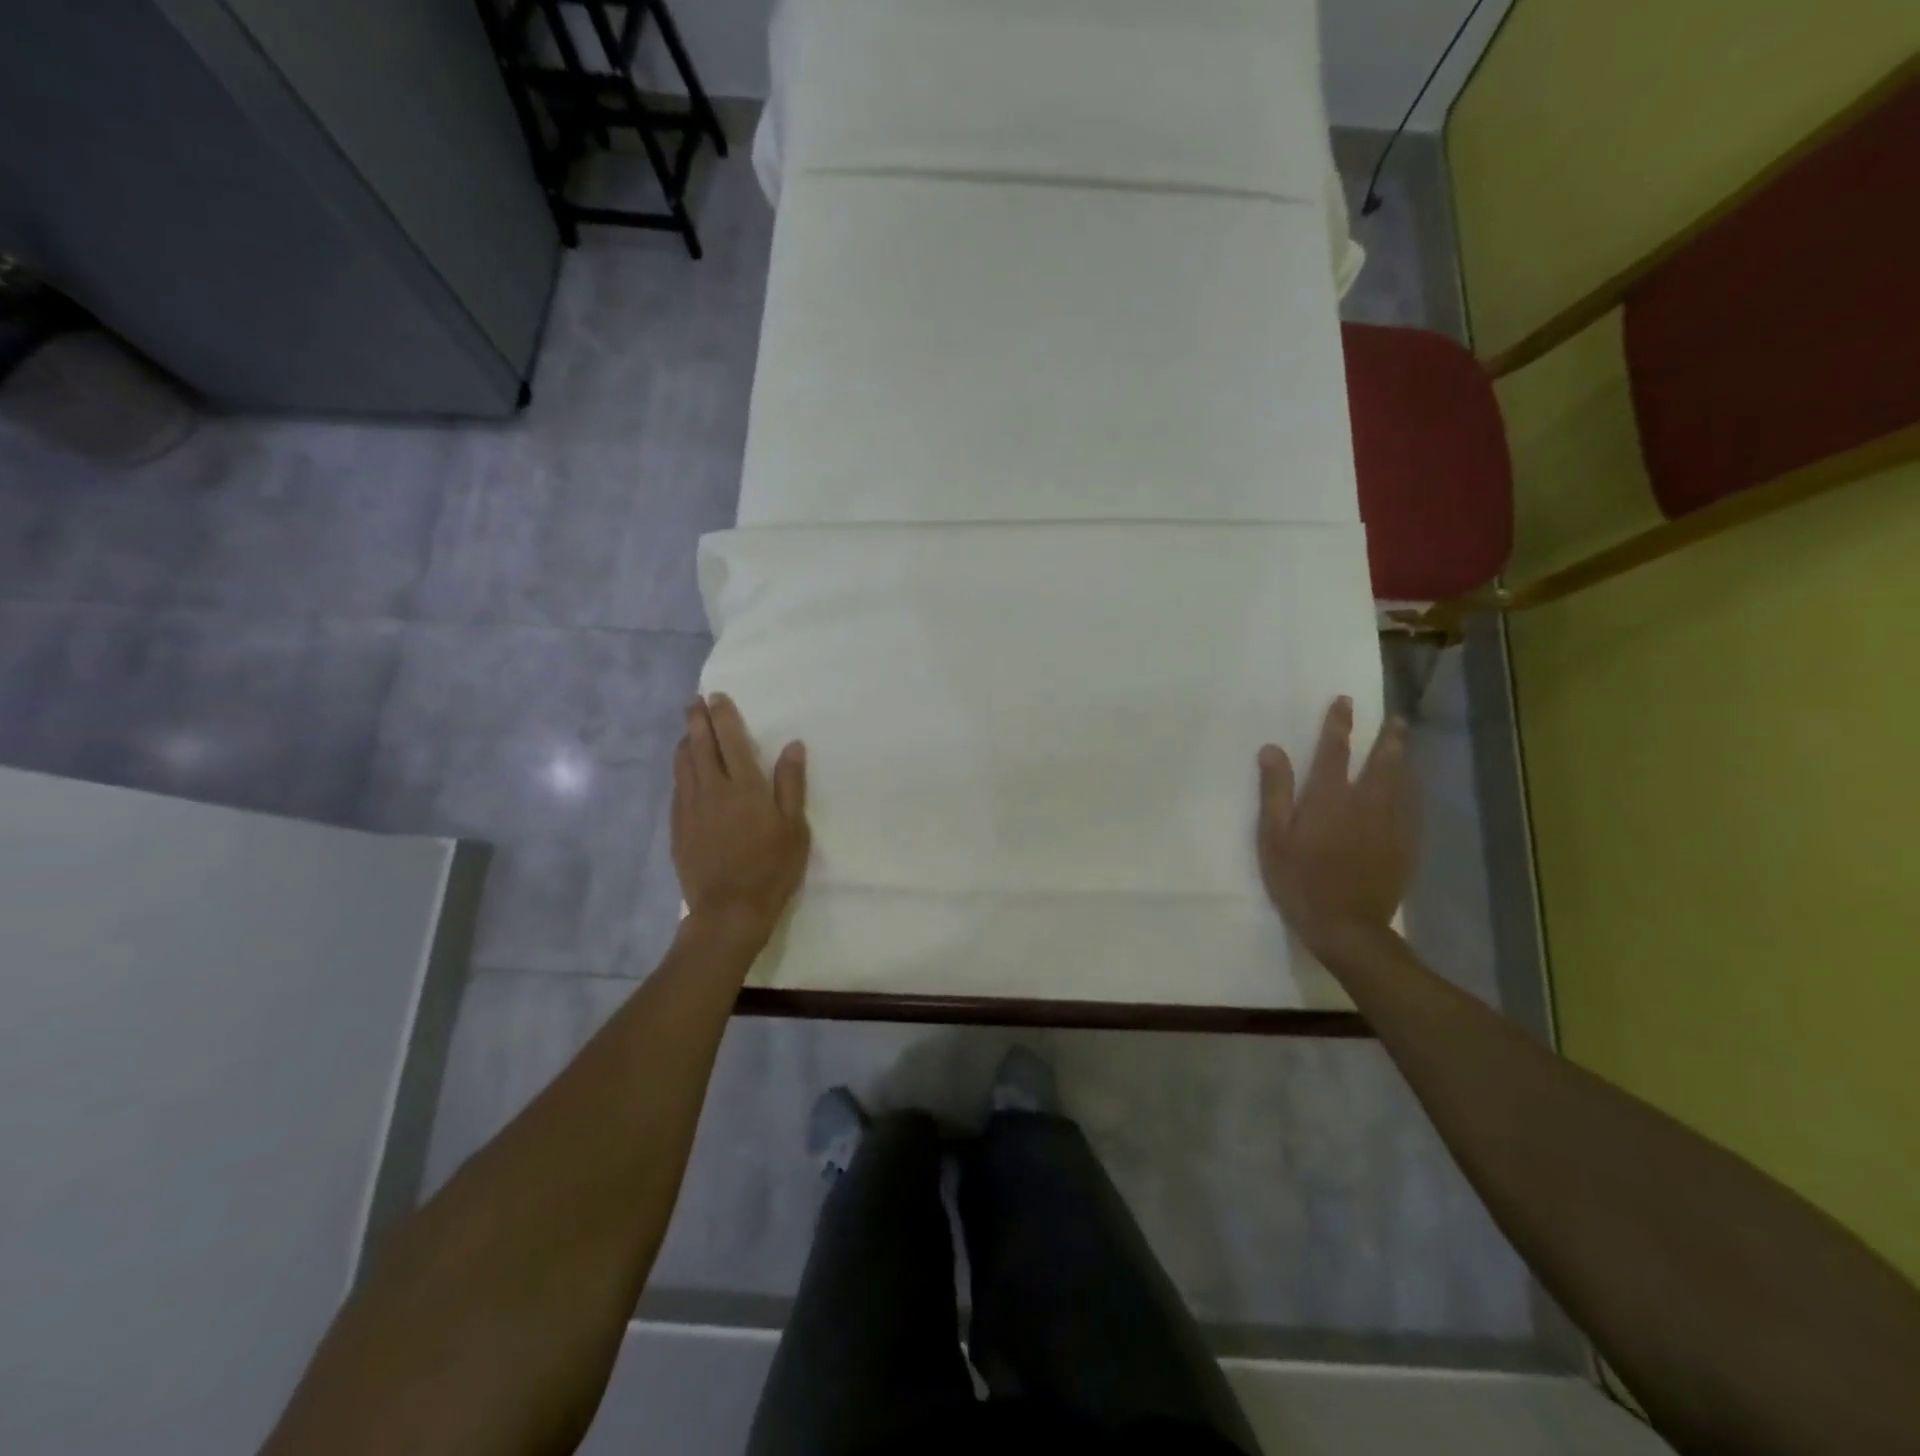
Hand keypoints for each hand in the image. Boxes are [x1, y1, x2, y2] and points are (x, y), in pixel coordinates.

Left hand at [672, 694, 810, 947]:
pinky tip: (684, 771)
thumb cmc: (771, 868)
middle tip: (693, 702)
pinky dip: (680, 770)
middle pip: (700, 746)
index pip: (730, 740)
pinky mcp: (678, 827)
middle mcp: (712, 790)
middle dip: (696, 720)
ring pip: (683, 765)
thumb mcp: (794, 827)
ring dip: (686, 742)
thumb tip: (792, 745)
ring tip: (688, 730)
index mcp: (744, 787)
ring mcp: (690, 809)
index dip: (722, 716)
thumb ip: (791, 784)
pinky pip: (677, 788)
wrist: (729, 910)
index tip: (716, 696)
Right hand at [1257, 696, 1414, 962]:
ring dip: (1403, 759)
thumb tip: (1272, 749)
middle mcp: (1366, 803)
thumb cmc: (1299, 880)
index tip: (1344, 701)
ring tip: (1404, 744)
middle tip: (1394, 719)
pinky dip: (1410, 791)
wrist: (1346, 926)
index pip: (1335, 751)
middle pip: (1382, 762)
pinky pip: (1411, 809)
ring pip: (1402, 783)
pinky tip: (1410, 790)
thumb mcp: (1273, 837)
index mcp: (1330, 798)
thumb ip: (1274, 791)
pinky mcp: (1404, 846)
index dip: (1339, 724)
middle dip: (1387, 738)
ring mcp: (1390, 825)